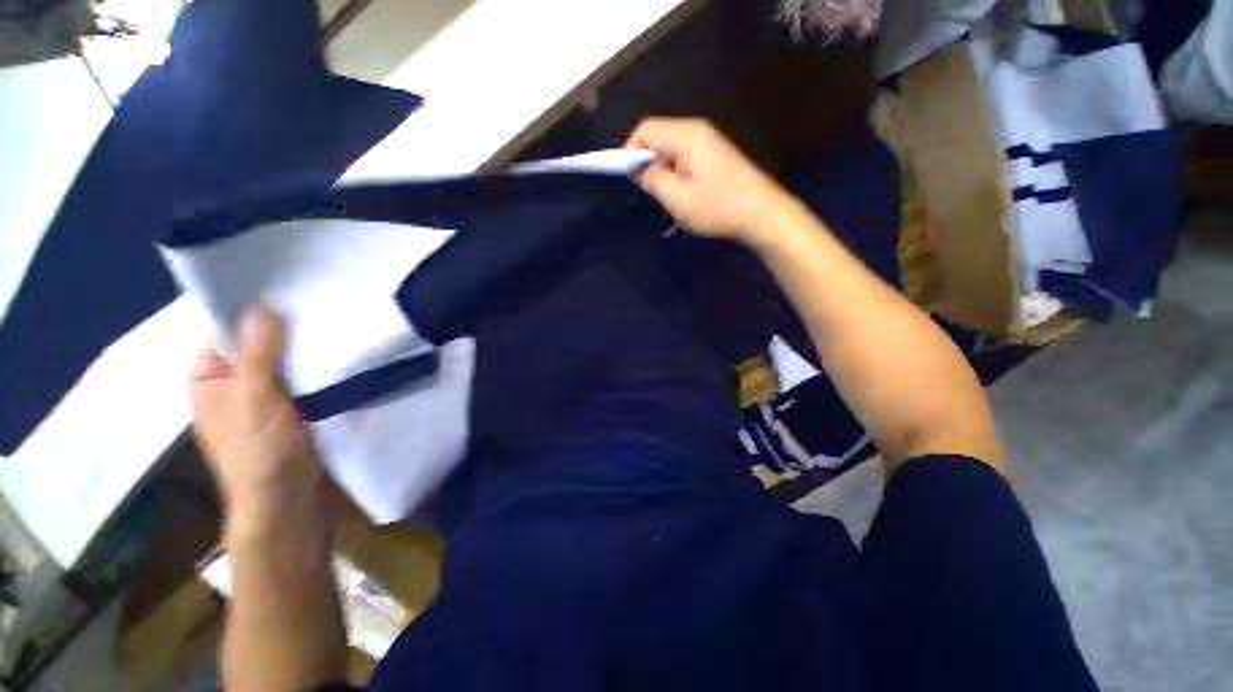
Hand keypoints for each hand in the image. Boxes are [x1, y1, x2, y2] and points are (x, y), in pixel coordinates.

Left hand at [188, 305, 324, 530]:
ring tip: (335, 323)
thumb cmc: (258, 449)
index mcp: (209, 377)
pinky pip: (302, 376)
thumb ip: (257, 354)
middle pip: (258, 343)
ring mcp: (264, 395)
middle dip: (286, 329)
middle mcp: (233, 382)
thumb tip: (260, 305)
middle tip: (320, 305)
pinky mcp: (293, 405)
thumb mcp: (254, 398)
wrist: (286, 496)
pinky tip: (338, 352)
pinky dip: (316, 365)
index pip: (227, 331)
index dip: (254, 311)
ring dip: (304, 348)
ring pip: (284, 360)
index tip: (288, 290)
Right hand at [627, 117, 794, 242]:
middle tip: (650, 191)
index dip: (631, 150)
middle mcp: (697, 129)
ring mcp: (710, 139)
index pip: (646, 129)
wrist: (761, 213)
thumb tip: (638, 168)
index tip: (629, 177)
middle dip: (648, 160)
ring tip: (669, 195)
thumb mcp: (677, 199)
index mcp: (686, 135)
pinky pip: (686, 153)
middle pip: (659, 135)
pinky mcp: (716, 152)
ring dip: (663, 168)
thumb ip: (653, 180)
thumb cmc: (717, 207)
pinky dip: (677, 170)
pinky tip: (685, 191)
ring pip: (672, 146)